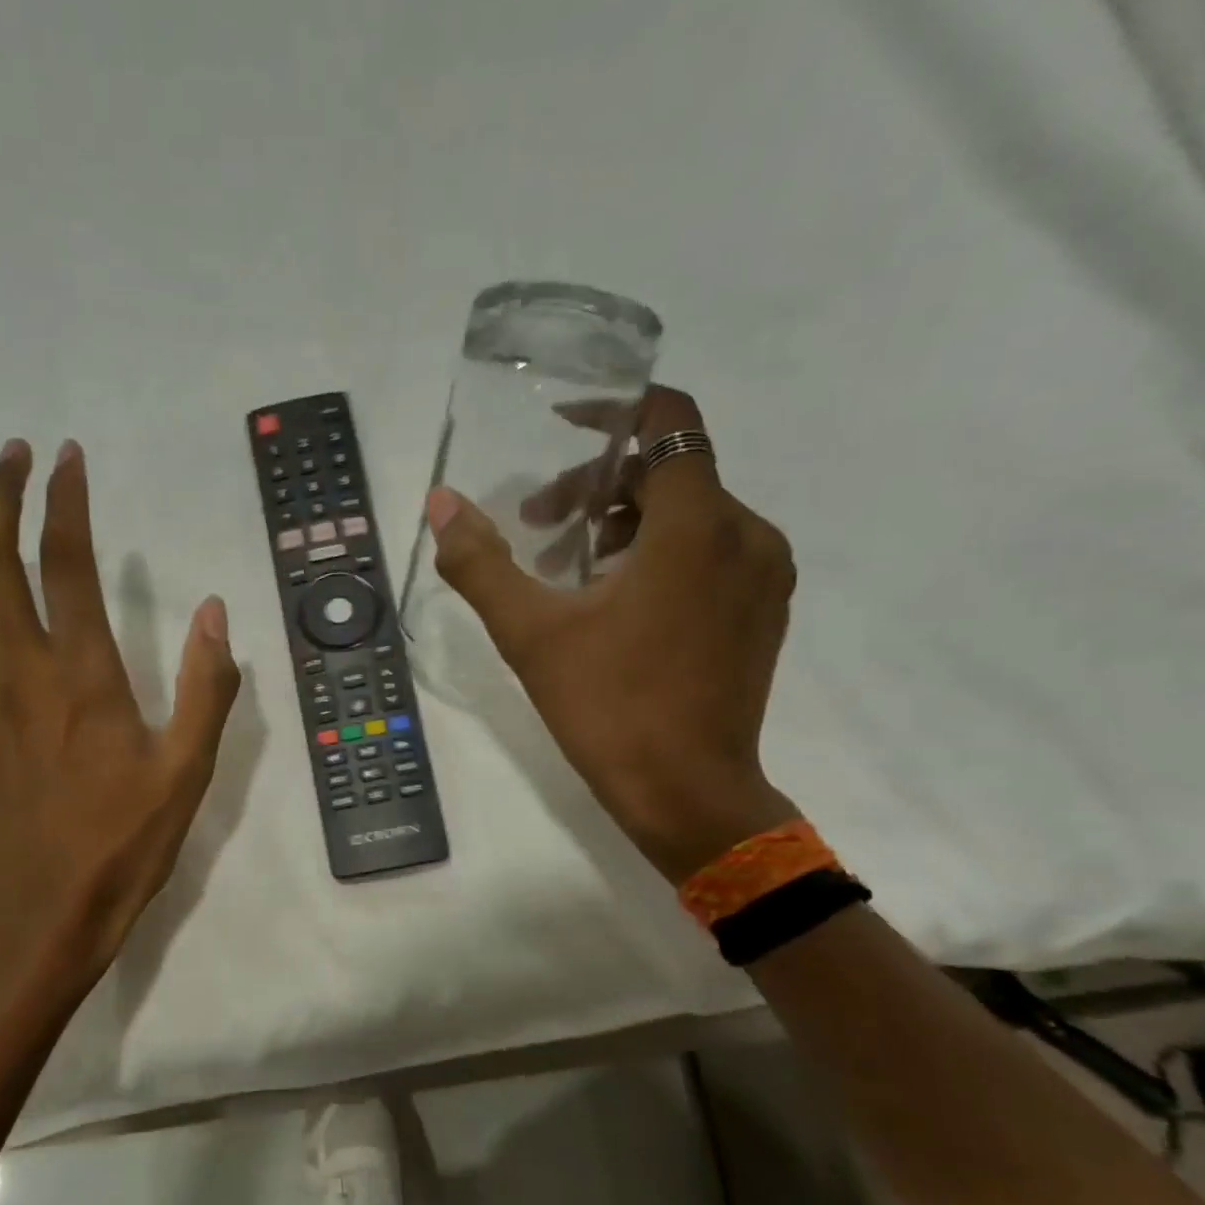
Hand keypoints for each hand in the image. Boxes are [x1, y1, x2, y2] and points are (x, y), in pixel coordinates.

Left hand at [0, 439, 239, 993]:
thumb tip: (215, 612)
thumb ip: (206, 688)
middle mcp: (21, 668)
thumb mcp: (189, 770)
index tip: (66, 457)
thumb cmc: (124, 839)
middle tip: (5, 450)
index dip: (65, 502)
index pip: (69, 564)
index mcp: (84, 676)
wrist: (45, 906)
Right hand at [428, 386, 797, 882]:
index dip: (615, 410)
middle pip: (670, 471)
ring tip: (569, 572)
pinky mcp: (763, 610)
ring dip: (624, 523)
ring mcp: (762, 574)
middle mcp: (746, 533)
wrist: (688, 794)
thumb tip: (441, 504)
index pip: (670, 419)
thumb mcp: (530, 633)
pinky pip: (711, 551)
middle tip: (538, 525)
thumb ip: (481, 563)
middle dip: (598, 485)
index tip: (563, 426)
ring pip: (690, 513)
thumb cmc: (609, 708)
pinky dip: (660, 554)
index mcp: (697, 525)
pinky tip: (615, 603)